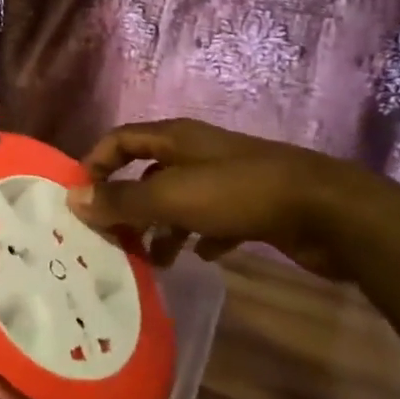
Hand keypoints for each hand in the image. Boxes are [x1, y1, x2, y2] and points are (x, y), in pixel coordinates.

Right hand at [66, 118, 368, 278]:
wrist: (326, 211)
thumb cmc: (238, 194)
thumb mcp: (171, 197)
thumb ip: (122, 200)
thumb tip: (73, 199)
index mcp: (175, 138)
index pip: (120, 139)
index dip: (96, 163)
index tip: (80, 199)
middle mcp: (197, 153)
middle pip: (148, 173)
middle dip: (128, 205)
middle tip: (113, 239)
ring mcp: (226, 179)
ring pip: (179, 200)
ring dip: (162, 228)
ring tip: (153, 260)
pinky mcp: (252, 206)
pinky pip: (213, 220)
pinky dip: (200, 236)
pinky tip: (200, 257)